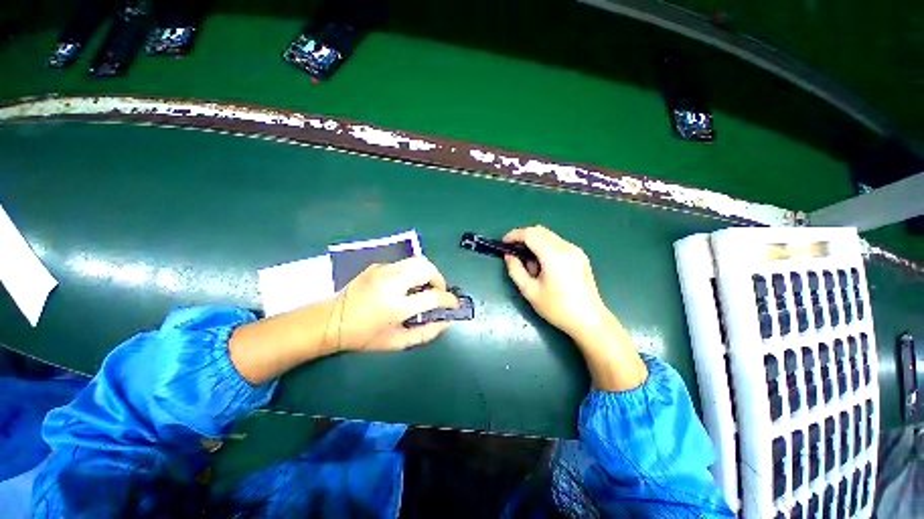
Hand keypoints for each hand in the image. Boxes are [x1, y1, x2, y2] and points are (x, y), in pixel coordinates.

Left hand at [329, 256, 458, 351]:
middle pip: (427, 268)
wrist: (331, 321)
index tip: (453, 304)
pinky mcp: (377, 265)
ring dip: (428, 272)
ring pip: (417, 261)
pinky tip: (406, 285)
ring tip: (426, 286)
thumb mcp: (397, 343)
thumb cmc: (364, 336)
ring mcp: (383, 270)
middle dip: (440, 279)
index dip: (449, 300)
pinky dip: (413, 272)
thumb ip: (426, 333)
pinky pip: (404, 264)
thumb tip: (446, 322)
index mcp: (396, 306)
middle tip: (439, 292)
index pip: (433, 296)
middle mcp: (391, 282)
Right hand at [503, 226, 647, 390]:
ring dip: (535, 242)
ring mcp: (575, 250)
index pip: (530, 234)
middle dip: (524, 237)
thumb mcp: (530, 291)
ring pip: (549, 235)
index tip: (504, 242)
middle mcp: (566, 247)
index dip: (514, 235)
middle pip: (540, 231)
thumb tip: (509, 256)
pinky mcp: (580, 255)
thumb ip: (516, 270)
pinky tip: (543, 265)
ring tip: (530, 264)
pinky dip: (545, 247)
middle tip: (513, 251)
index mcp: (554, 255)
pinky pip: (557, 243)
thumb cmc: (557, 308)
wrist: (589, 320)